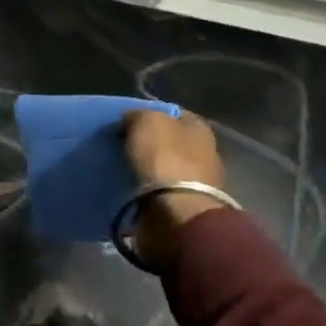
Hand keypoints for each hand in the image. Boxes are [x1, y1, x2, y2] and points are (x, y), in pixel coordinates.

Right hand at [121, 109, 231, 270]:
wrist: (177, 212)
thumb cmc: (164, 159)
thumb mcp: (146, 122)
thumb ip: (137, 115)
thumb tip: (130, 120)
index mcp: (199, 126)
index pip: (172, 113)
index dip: (148, 114)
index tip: (125, 123)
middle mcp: (204, 150)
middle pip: (171, 140)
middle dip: (149, 143)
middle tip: (121, 146)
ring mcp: (198, 180)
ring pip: (167, 166)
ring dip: (149, 168)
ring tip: (123, 169)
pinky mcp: (187, 205)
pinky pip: (163, 190)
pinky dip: (149, 189)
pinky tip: (132, 188)